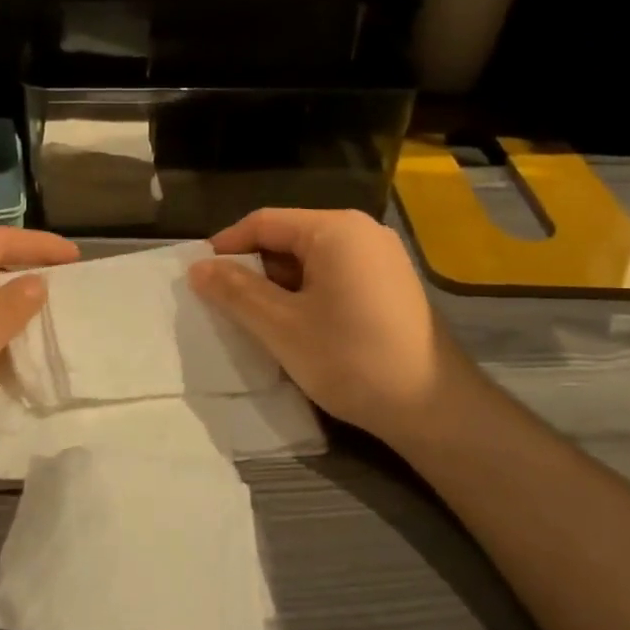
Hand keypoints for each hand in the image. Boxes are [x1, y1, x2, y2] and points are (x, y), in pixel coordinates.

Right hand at [187, 208, 481, 445]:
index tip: (198, 277)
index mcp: (335, 230)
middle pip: (288, 239)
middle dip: (252, 269)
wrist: (431, 407)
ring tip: (253, 320)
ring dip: (277, 286)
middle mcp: (361, 232)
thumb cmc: (350, 358)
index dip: (226, 246)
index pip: (264, 222)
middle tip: (222, 303)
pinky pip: (333, 277)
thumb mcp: (280, 325)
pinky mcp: (389, 286)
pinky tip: (294, 328)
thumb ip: (235, 291)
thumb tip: (197, 268)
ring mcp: (381, 259)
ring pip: (310, 261)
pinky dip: (305, 295)